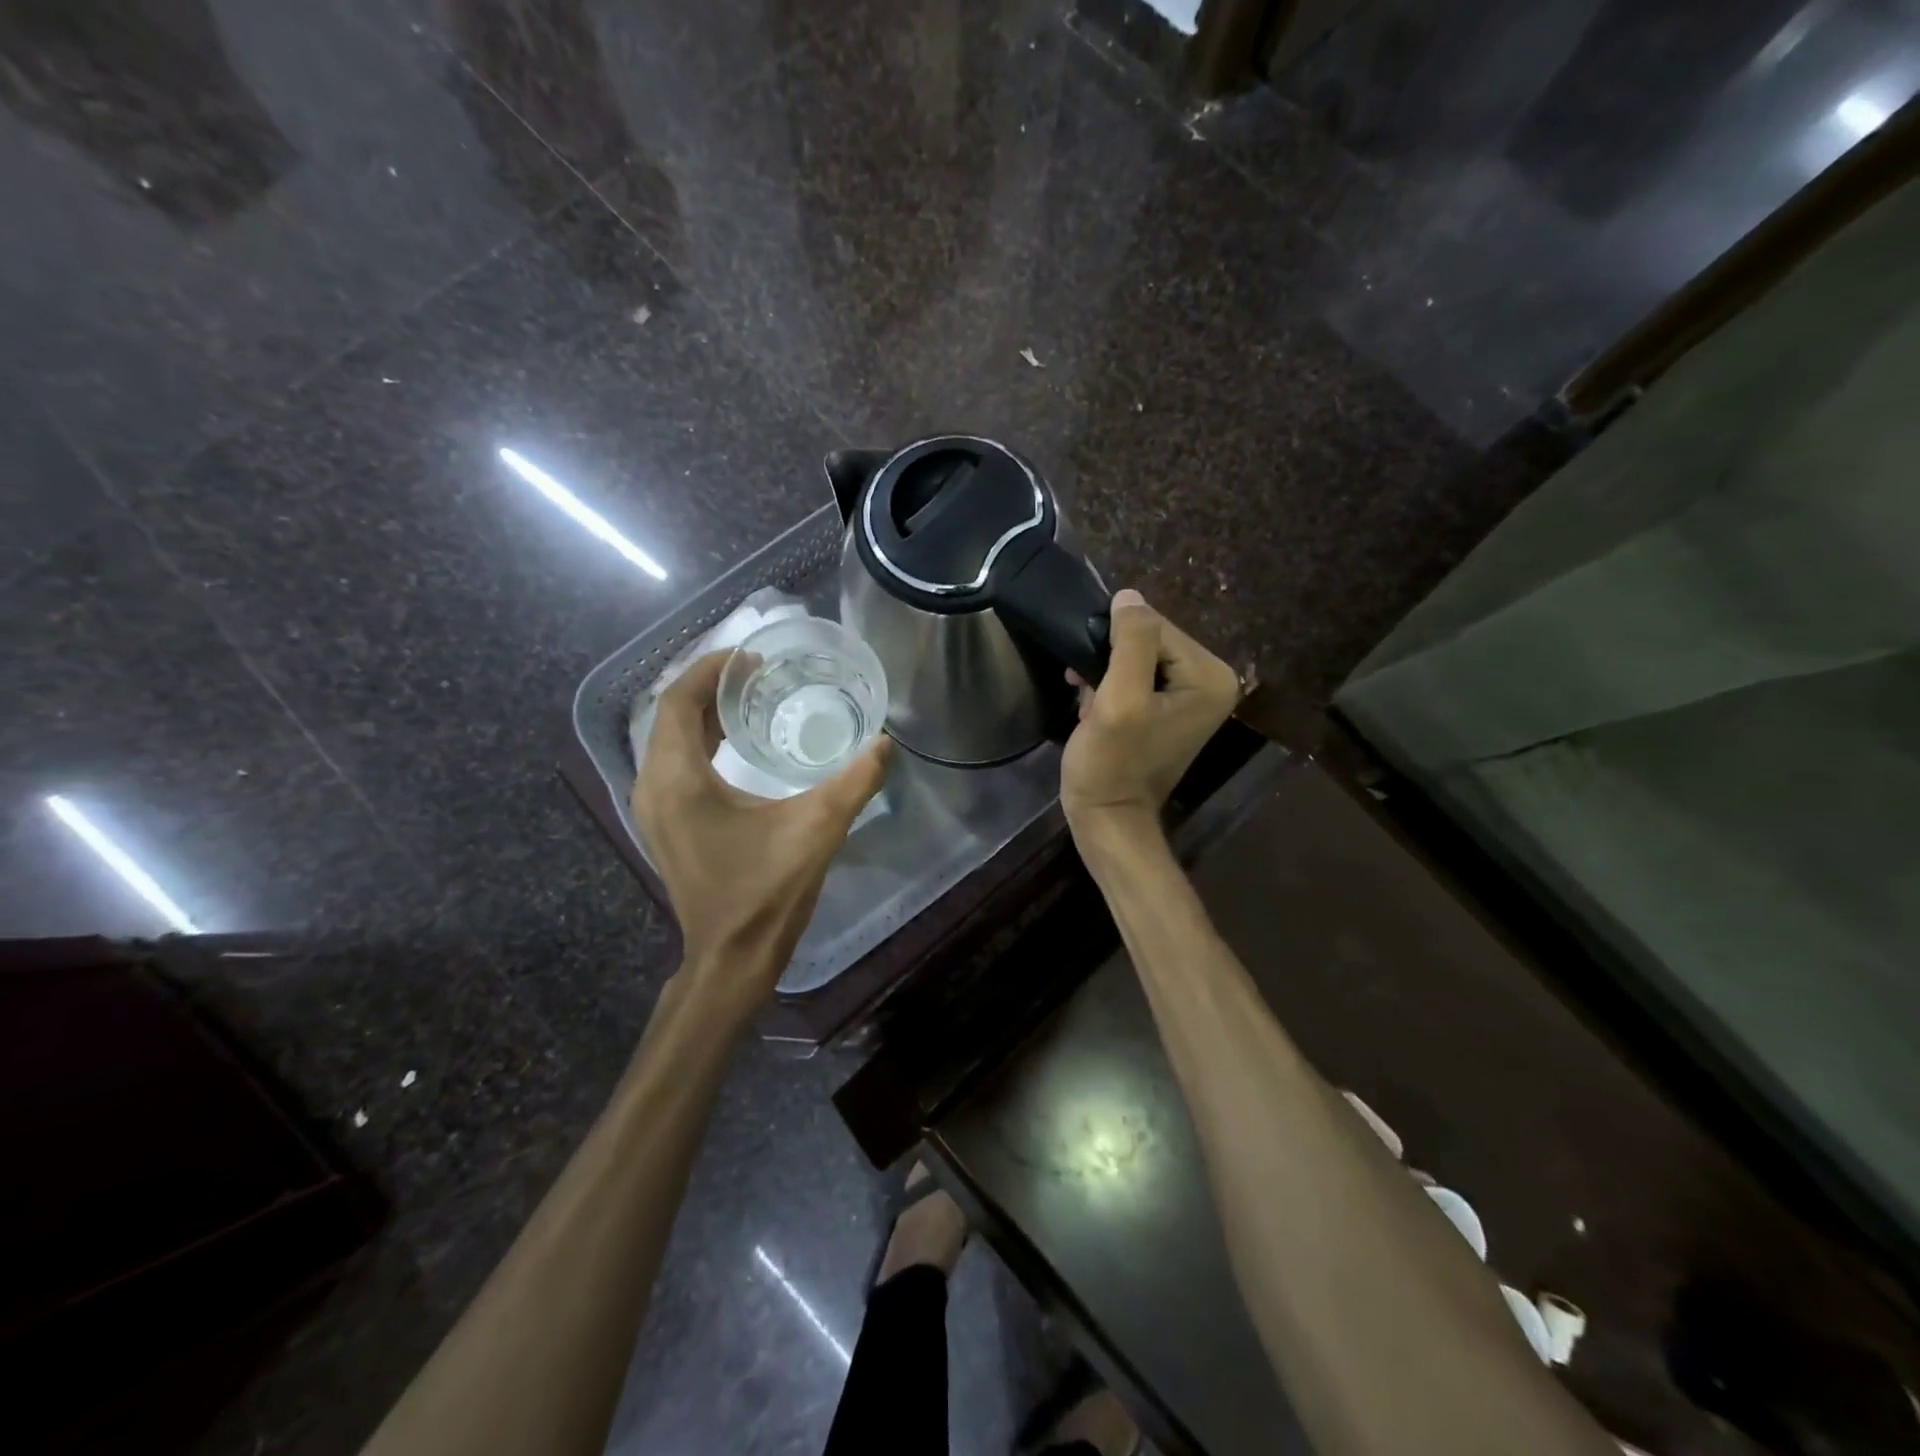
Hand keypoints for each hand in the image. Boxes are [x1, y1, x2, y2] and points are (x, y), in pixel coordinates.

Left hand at [631, 652, 890, 995]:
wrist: (732, 958)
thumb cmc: (766, 892)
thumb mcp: (817, 829)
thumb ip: (854, 781)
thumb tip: (885, 743)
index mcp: (678, 778)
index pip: (678, 701)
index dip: (711, 670)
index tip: (751, 657)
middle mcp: (653, 787)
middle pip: (670, 717)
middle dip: (710, 689)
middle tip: (758, 675)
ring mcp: (654, 810)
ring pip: (670, 742)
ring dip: (704, 716)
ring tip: (751, 701)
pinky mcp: (666, 827)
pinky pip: (674, 766)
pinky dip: (700, 744)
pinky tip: (737, 747)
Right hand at [1061, 589, 1239, 844]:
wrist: (1107, 818)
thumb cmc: (1111, 763)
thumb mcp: (1119, 700)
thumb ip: (1131, 644)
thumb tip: (1130, 596)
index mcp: (1210, 677)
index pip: (1157, 627)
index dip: (1115, 643)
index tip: (1090, 675)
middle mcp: (1211, 682)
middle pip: (1150, 640)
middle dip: (1111, 659)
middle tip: (1084, 687)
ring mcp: (1191, 697)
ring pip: (1137, 656)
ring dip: (1105, 672)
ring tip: (1087, 700)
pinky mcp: (1169, 709)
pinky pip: (1137, 676)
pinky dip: (1110, 685)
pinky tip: (1092, 706)